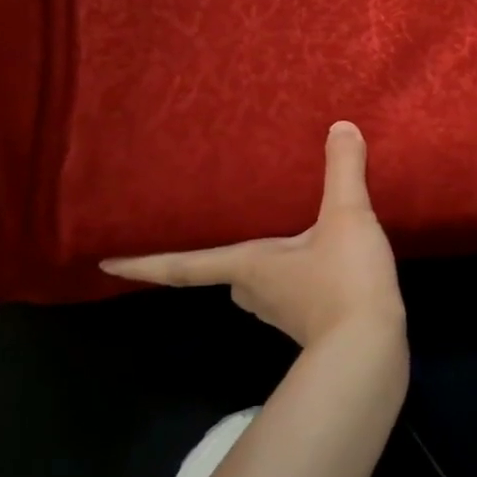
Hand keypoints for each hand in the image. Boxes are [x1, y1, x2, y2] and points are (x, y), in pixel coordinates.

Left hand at [99, 121, 405, 349]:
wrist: (371, 350)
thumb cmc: (343, 281)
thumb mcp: (346, 217)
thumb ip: (342, 170)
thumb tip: (340, 125)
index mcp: (249, 266)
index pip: (183, 265)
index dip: (143, 263)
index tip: (104, 265)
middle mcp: (256, 291)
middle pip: (223, 274)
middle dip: (213, 258)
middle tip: (209, 233)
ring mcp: (283, 313)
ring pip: (257, 284)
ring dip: (257, 266)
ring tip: (271, 239)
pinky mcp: (312, 324)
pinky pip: (289, 292)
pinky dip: (293, 275)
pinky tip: (317, 260)